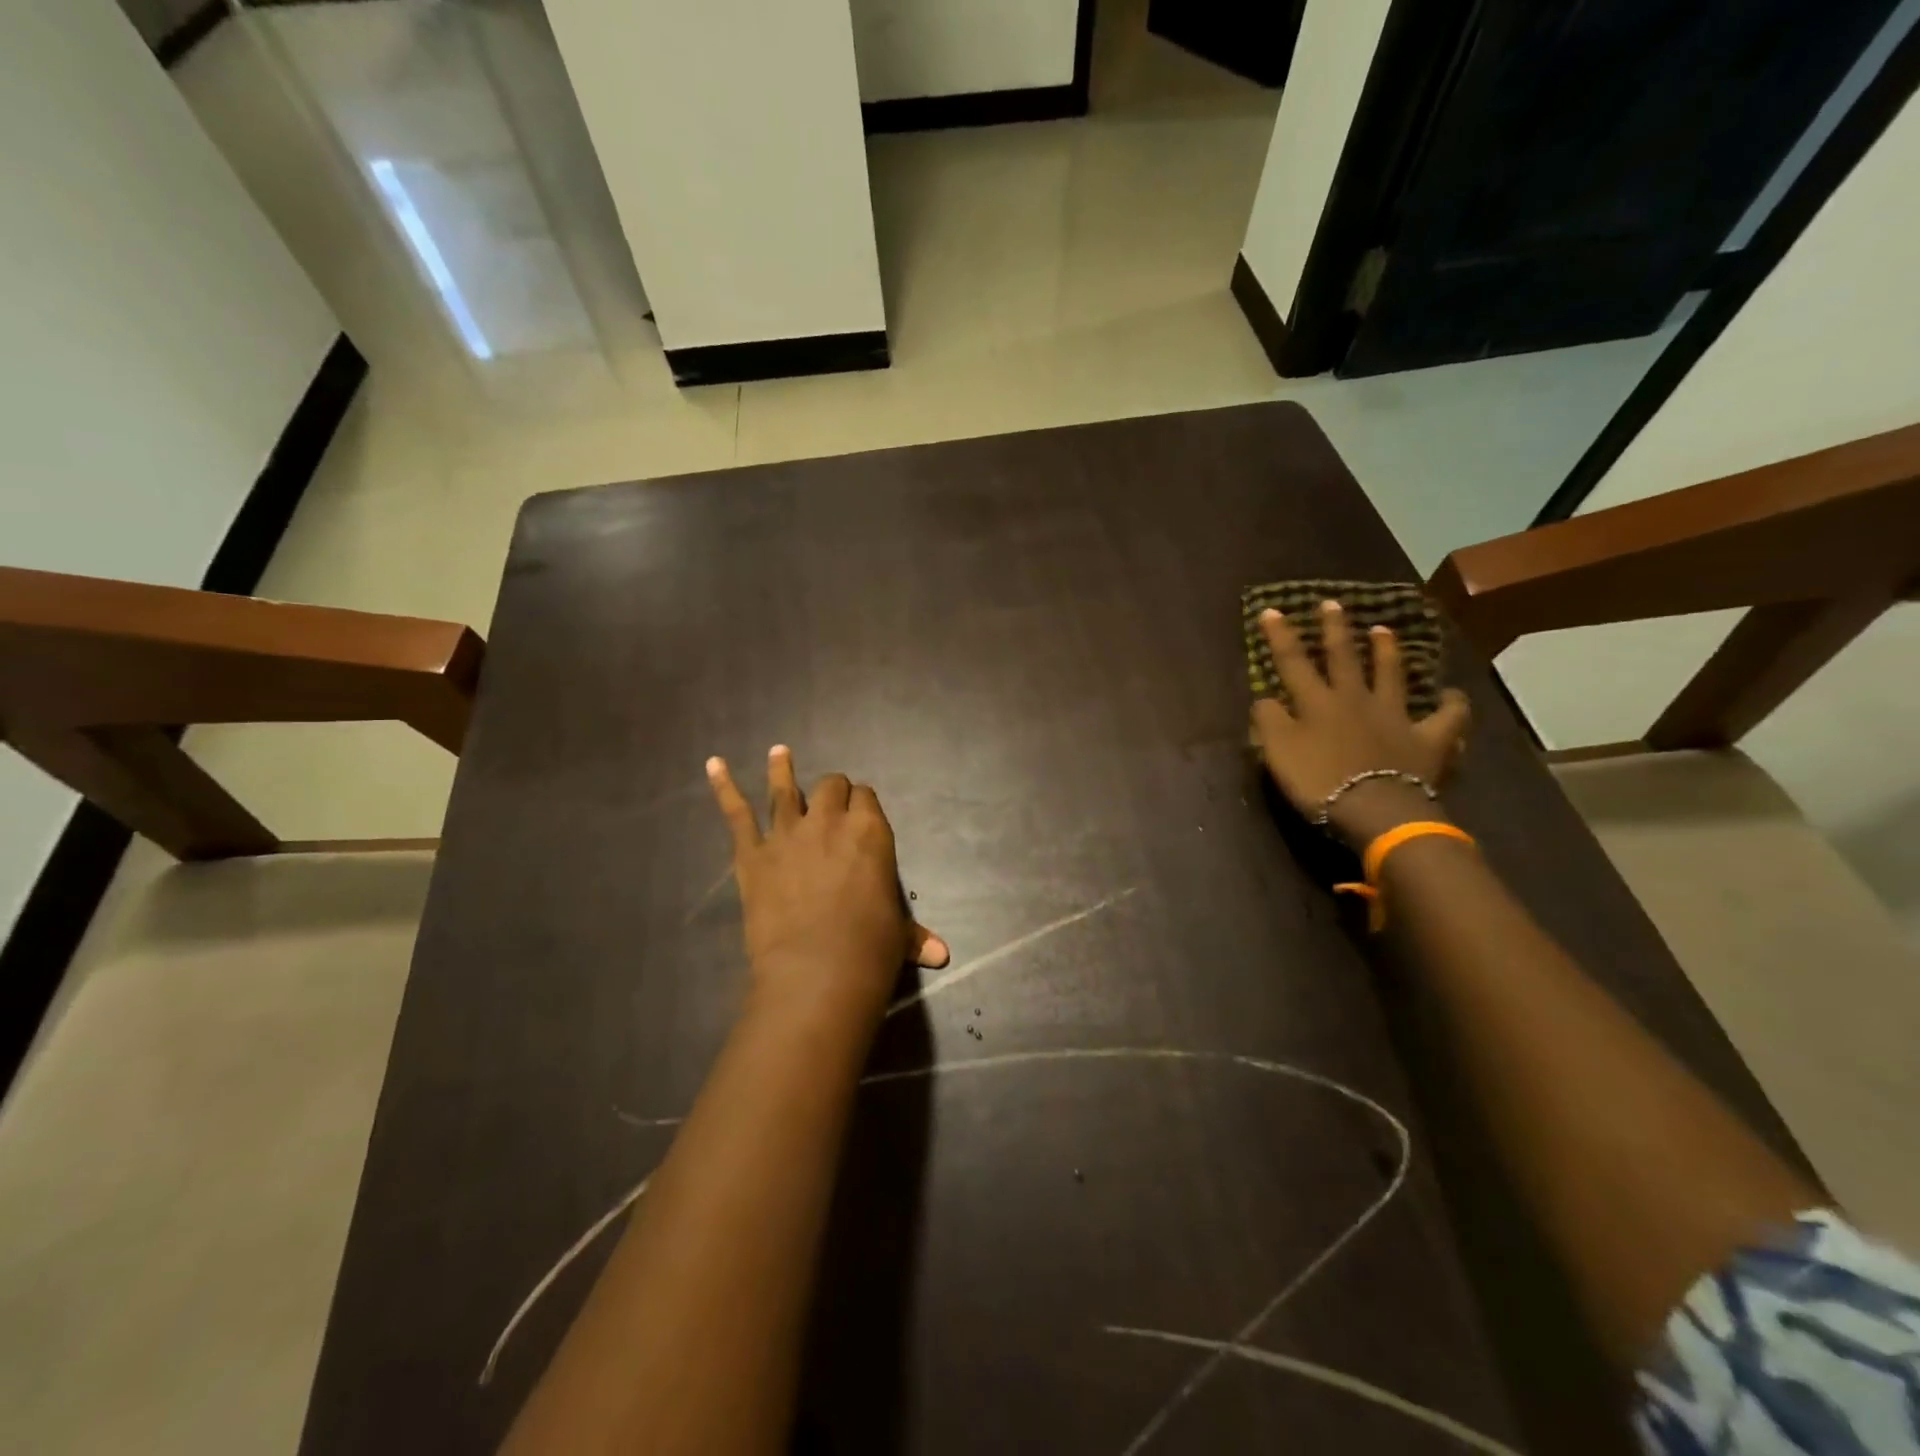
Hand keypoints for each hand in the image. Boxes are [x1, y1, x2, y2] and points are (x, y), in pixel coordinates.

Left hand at [707, 747, 949, 1024]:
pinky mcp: (752, 854)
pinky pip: (737, 814)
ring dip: (782, 770)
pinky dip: (724, 787)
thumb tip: (942, 954)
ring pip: (784, 790)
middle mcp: (829, 821)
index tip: (860, 812)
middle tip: (830, 799)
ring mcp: (787, 833)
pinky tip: (714, 764)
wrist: (816, 972)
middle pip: (830, 786)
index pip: (866, 797)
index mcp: (870, 831)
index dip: (862, 803)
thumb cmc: (870, 949)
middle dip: (832, 790)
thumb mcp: (898, 936)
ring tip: (779, 752)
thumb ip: (915, 936)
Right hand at [1251, 601, 1470, 847]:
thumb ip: (1268, 721)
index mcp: (1317, 702)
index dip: (1280, 636)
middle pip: (1344, 658)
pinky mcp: (1428, 739)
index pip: (1293, 662)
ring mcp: (1395, 716)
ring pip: (1391, 676)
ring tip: (1384, 630)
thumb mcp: (1278, 751)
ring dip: (1387, 652)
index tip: (1272, 611)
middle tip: (1332, 604)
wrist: (1376, 809)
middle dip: (1334, 630)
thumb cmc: (1319, 781)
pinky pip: (1446, 718)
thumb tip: (1265, 698)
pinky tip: (1453, 695)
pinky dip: (1452, 705)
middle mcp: (1356, 699)